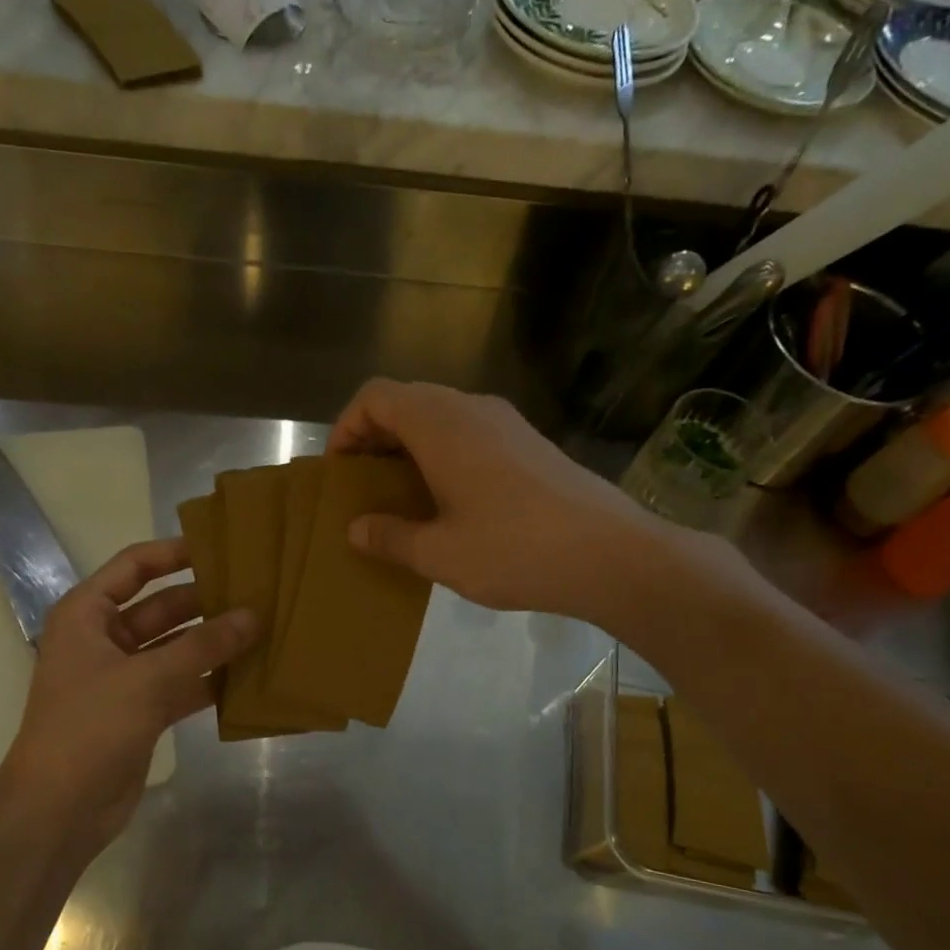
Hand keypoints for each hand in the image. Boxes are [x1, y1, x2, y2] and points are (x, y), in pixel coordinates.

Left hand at [0, 539, 254, 857]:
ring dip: (214, 642)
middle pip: (162, 607)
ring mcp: (125, 677)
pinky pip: (183, 683)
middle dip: (206, 600)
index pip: (133, 567)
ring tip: (263, 627)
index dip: (174, 553)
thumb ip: (203, 646)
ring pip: (177, 647)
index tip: (222, 545)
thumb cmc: (90, 727)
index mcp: (87, 615)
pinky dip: (211, 679)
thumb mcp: (147, 679)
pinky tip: (250, 675)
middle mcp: (105, 640)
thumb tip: (254, 616)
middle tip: (257, 590)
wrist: (59, 809)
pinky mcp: (142, 711)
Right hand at [329, 380, 684, 620]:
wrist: (611, 553)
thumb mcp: (439, 553)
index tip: (339, 472)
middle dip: (375, 438)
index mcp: (441, 423)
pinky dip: (443, 455)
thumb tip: (356, 529)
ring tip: (401, 498)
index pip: (376, 396)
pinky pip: (470, 434)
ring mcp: (506, 422)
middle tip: (363, 487)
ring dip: (410, 448)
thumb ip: (390, 537)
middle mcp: (472, 408)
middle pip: (407, 402)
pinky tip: (449, 502)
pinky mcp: (529, 443)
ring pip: (440, 417)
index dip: (346, 427)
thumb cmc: (514, 550)